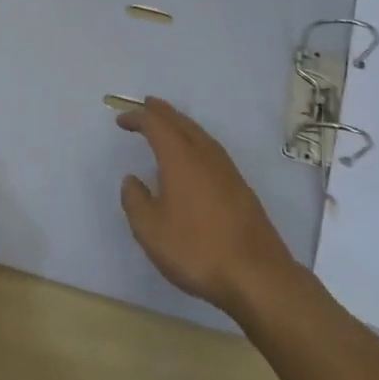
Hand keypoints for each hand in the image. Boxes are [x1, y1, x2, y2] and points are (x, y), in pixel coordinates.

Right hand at [117, 98, 298, 317]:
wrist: (256, 275)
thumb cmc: (196, 250)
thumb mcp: (150, 230)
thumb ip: (135, 201)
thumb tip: (132, 180)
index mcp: (181, 159)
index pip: (156, 126)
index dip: (137, 118)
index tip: (122, 121)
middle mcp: (205, 155)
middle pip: (182, 122)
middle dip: (162, 112)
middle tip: (146, 104)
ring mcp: (227, 170)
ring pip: (200, 134)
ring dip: (181, 124)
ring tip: (168, 124)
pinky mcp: (240, 187)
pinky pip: (211, 149)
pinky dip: (195, 141)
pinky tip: (194, 156)